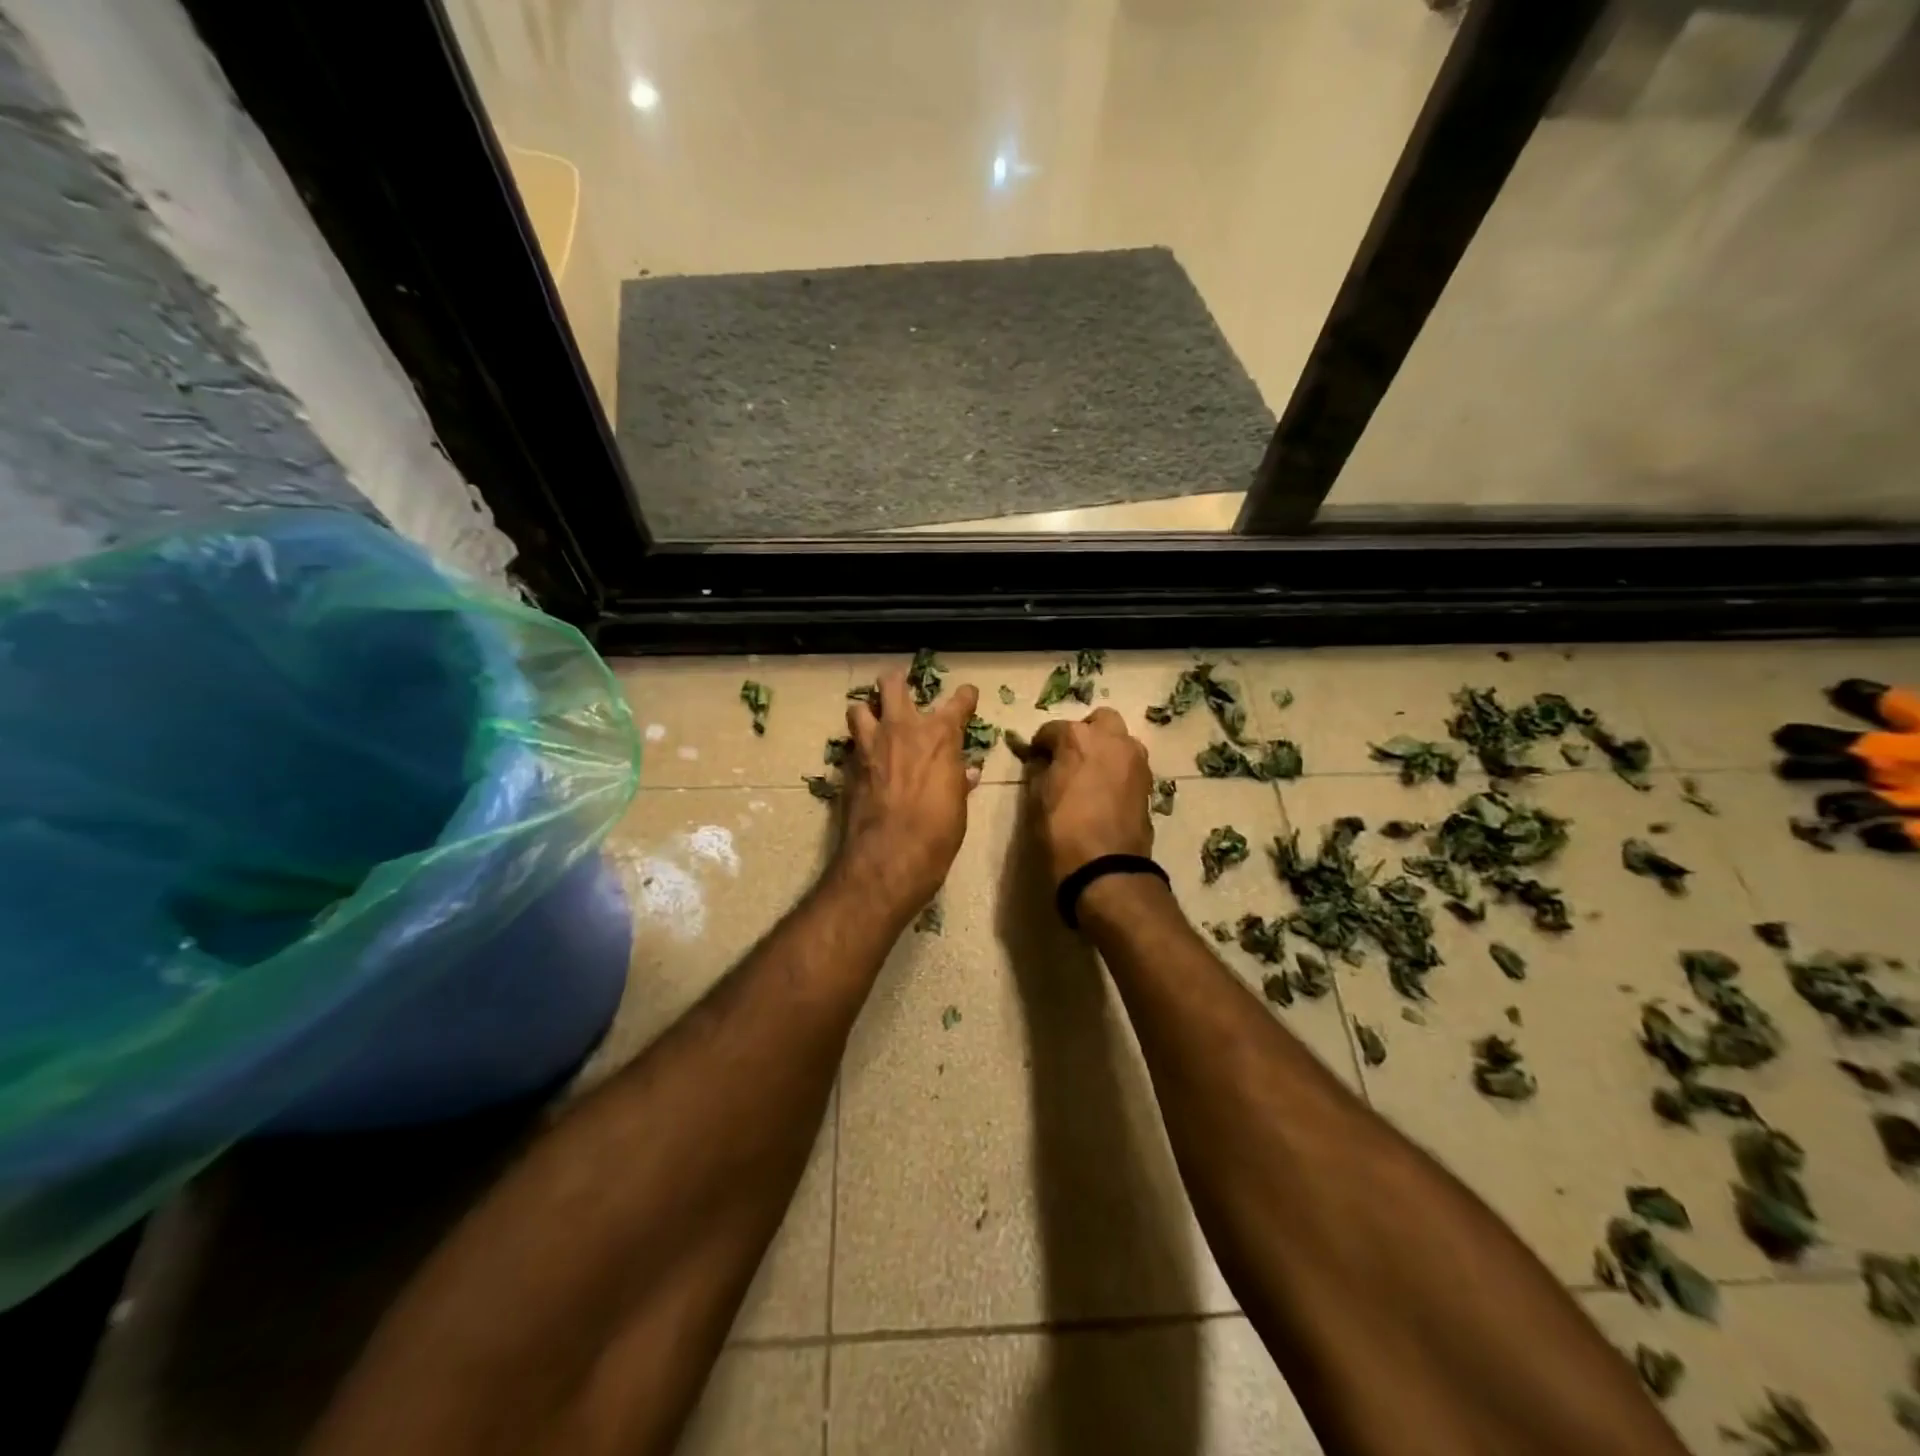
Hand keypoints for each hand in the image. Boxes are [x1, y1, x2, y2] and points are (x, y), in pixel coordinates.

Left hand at [838, 667, 979, 914]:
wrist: (890, 854)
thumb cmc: (937, 831)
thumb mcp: (958, 806)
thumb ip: (958, 780)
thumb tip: (966, 772)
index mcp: (940, 735)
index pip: (959, 701)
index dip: (965, 696)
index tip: (967, 694)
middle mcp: (903, 729)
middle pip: (892, 684)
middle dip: (895, 681)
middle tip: (899, 687)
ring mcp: (871, 744)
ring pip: (859, 707)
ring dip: (867, 710)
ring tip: (872, 720)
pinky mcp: (849, 766)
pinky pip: (851, 744)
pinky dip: (858, 746)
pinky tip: (864, 759)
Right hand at [1025, 708, 1154, 884]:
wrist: (1105, 865)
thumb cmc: (1061, 828)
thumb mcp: (1036, 798)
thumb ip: (1039, 771)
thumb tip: (1042, 763)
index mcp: (1078, 737)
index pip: (1052, 730)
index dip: (1041, 744)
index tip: (1036, 758)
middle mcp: (1112, 739)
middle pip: (1100, 720)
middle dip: (1085, 732)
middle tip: (1071, 756)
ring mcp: (1135, 759)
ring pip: (1122, 740)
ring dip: (1107, 748)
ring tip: (1092, 773)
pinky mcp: (1149, 782)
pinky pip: (1131, 764)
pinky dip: (1119, 769)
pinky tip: (1106, 790)